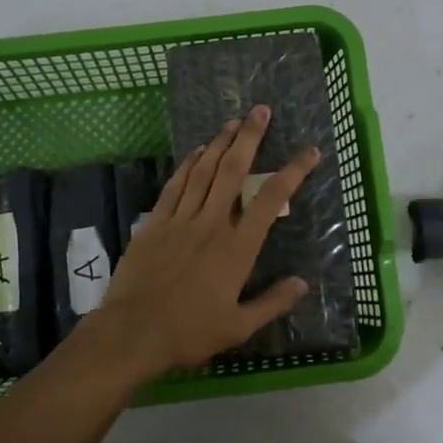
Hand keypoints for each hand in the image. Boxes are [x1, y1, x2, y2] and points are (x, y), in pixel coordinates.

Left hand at [94, 105, 319, 377]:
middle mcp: (211, 224)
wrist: (133, 332)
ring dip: (219, 143)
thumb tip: (302, 283)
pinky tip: (195, 152)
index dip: (293, 172)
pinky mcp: (155, 223)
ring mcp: (180, 220)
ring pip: (203, 171)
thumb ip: (272, 302)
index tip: (309, 152)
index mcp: (237, 248)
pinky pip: (174, 185)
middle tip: (260, 111)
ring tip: (232, 122)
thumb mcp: (239, 326)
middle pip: (233, 171)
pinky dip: (187, 165)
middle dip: (249, 138)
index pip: (271, 200)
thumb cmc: (190, 332)